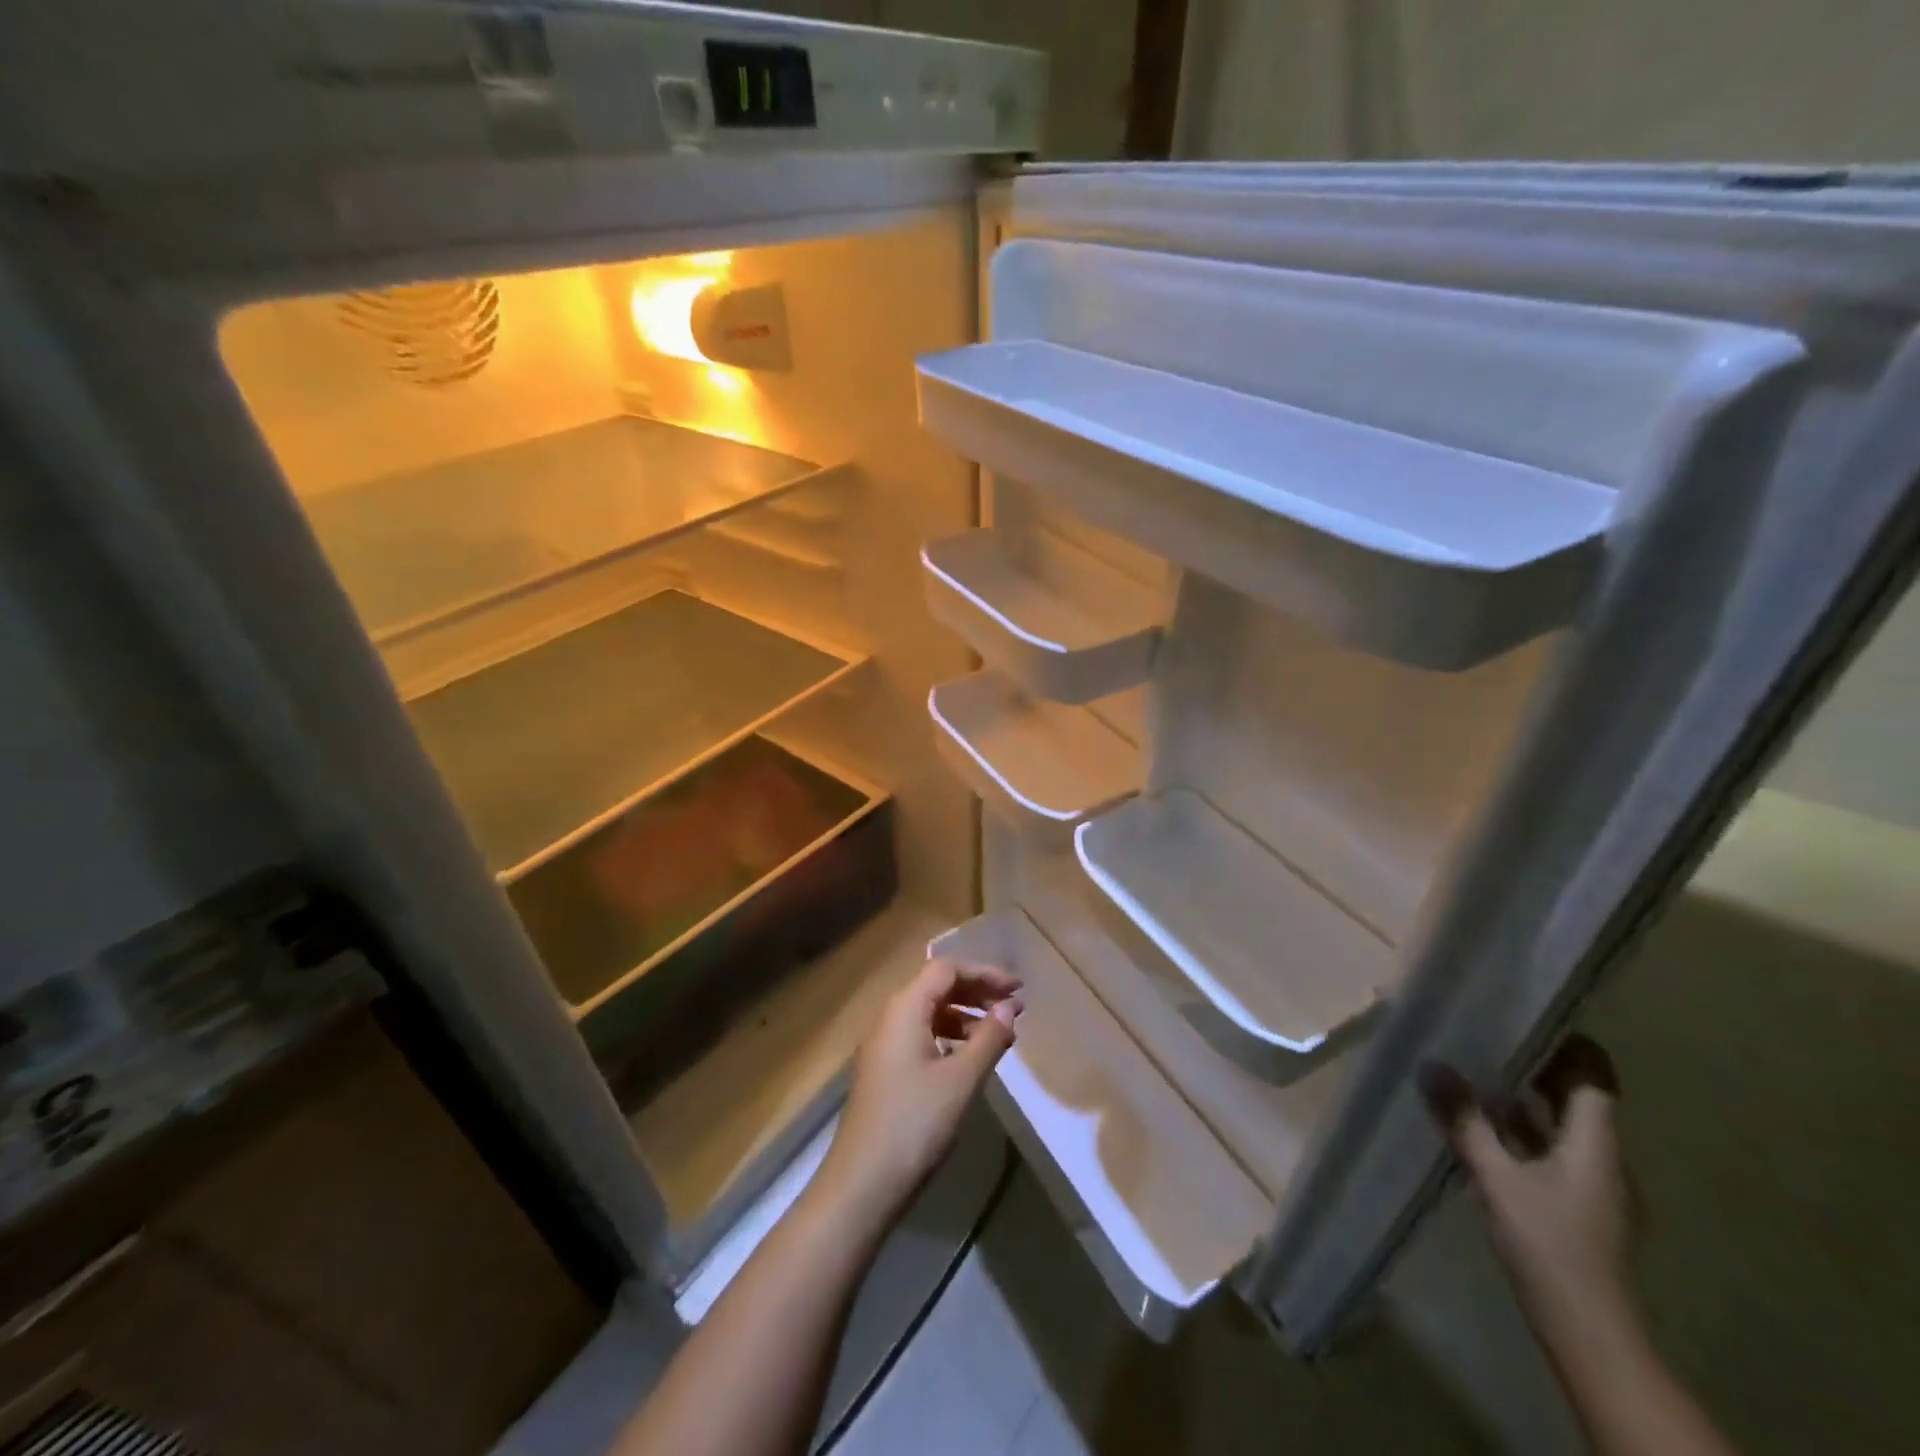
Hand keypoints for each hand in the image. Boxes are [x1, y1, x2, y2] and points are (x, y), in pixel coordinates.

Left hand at [815, 958, 1022, 1229]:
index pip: (946, 969)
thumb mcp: (962, 1079)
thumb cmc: (915, 1123)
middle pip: (937, 987)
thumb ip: (989, 1038)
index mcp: (904, 1008)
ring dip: (965, 1017)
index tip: (1018, 989)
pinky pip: (920, 1036)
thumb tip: (1009, 1008)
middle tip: (1013, 1009)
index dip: (985, 973)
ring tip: (997, 1037)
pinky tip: (968, 1060)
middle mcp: (889, 1017)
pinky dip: (948, 1038)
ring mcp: (883, 1045)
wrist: (862, 1184)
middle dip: (977, 993)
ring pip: (929, 1013)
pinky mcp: (883, 1070)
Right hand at [1421, 1036, 1631, 1332]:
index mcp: (1595, 1143)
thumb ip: (1464, 1120)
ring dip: (1524, 1099)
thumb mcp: (1496, 1177)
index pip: (1595, 1077)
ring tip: (1474, 1071)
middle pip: (1577, 1097)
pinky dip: (1520, 1131)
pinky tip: (1482, 1128)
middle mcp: (1602, 1157)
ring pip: (1560, 1125)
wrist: (1589, 1333)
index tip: (1529, 1014)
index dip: (1571, 1044)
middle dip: (1536, 1065)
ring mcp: (1591, 1185)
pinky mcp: (1575, 1206)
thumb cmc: (1549, 1244)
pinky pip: (1549, 1150)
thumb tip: (1431, 1064)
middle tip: (1486, 1034)